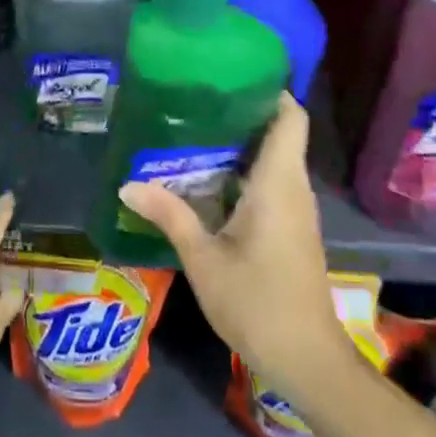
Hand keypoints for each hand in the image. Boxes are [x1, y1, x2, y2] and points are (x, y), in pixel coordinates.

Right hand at [118, 95, 351, 404]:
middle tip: (194, 101)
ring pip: (273, 159)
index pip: (290, 117)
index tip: (230, 75)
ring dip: (239, 144)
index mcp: (278, 182)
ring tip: (192, 132)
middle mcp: (293, 187)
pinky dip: (243, 171)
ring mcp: (296, 210)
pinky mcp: (292, 229)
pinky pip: (270, 183)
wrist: (308, 361)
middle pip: (278, 132)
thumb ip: (169, 216)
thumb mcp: (203, 258)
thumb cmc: (257, 302)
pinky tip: (206, 179)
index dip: (269, 90)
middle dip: (240, 113)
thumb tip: (127, 184)